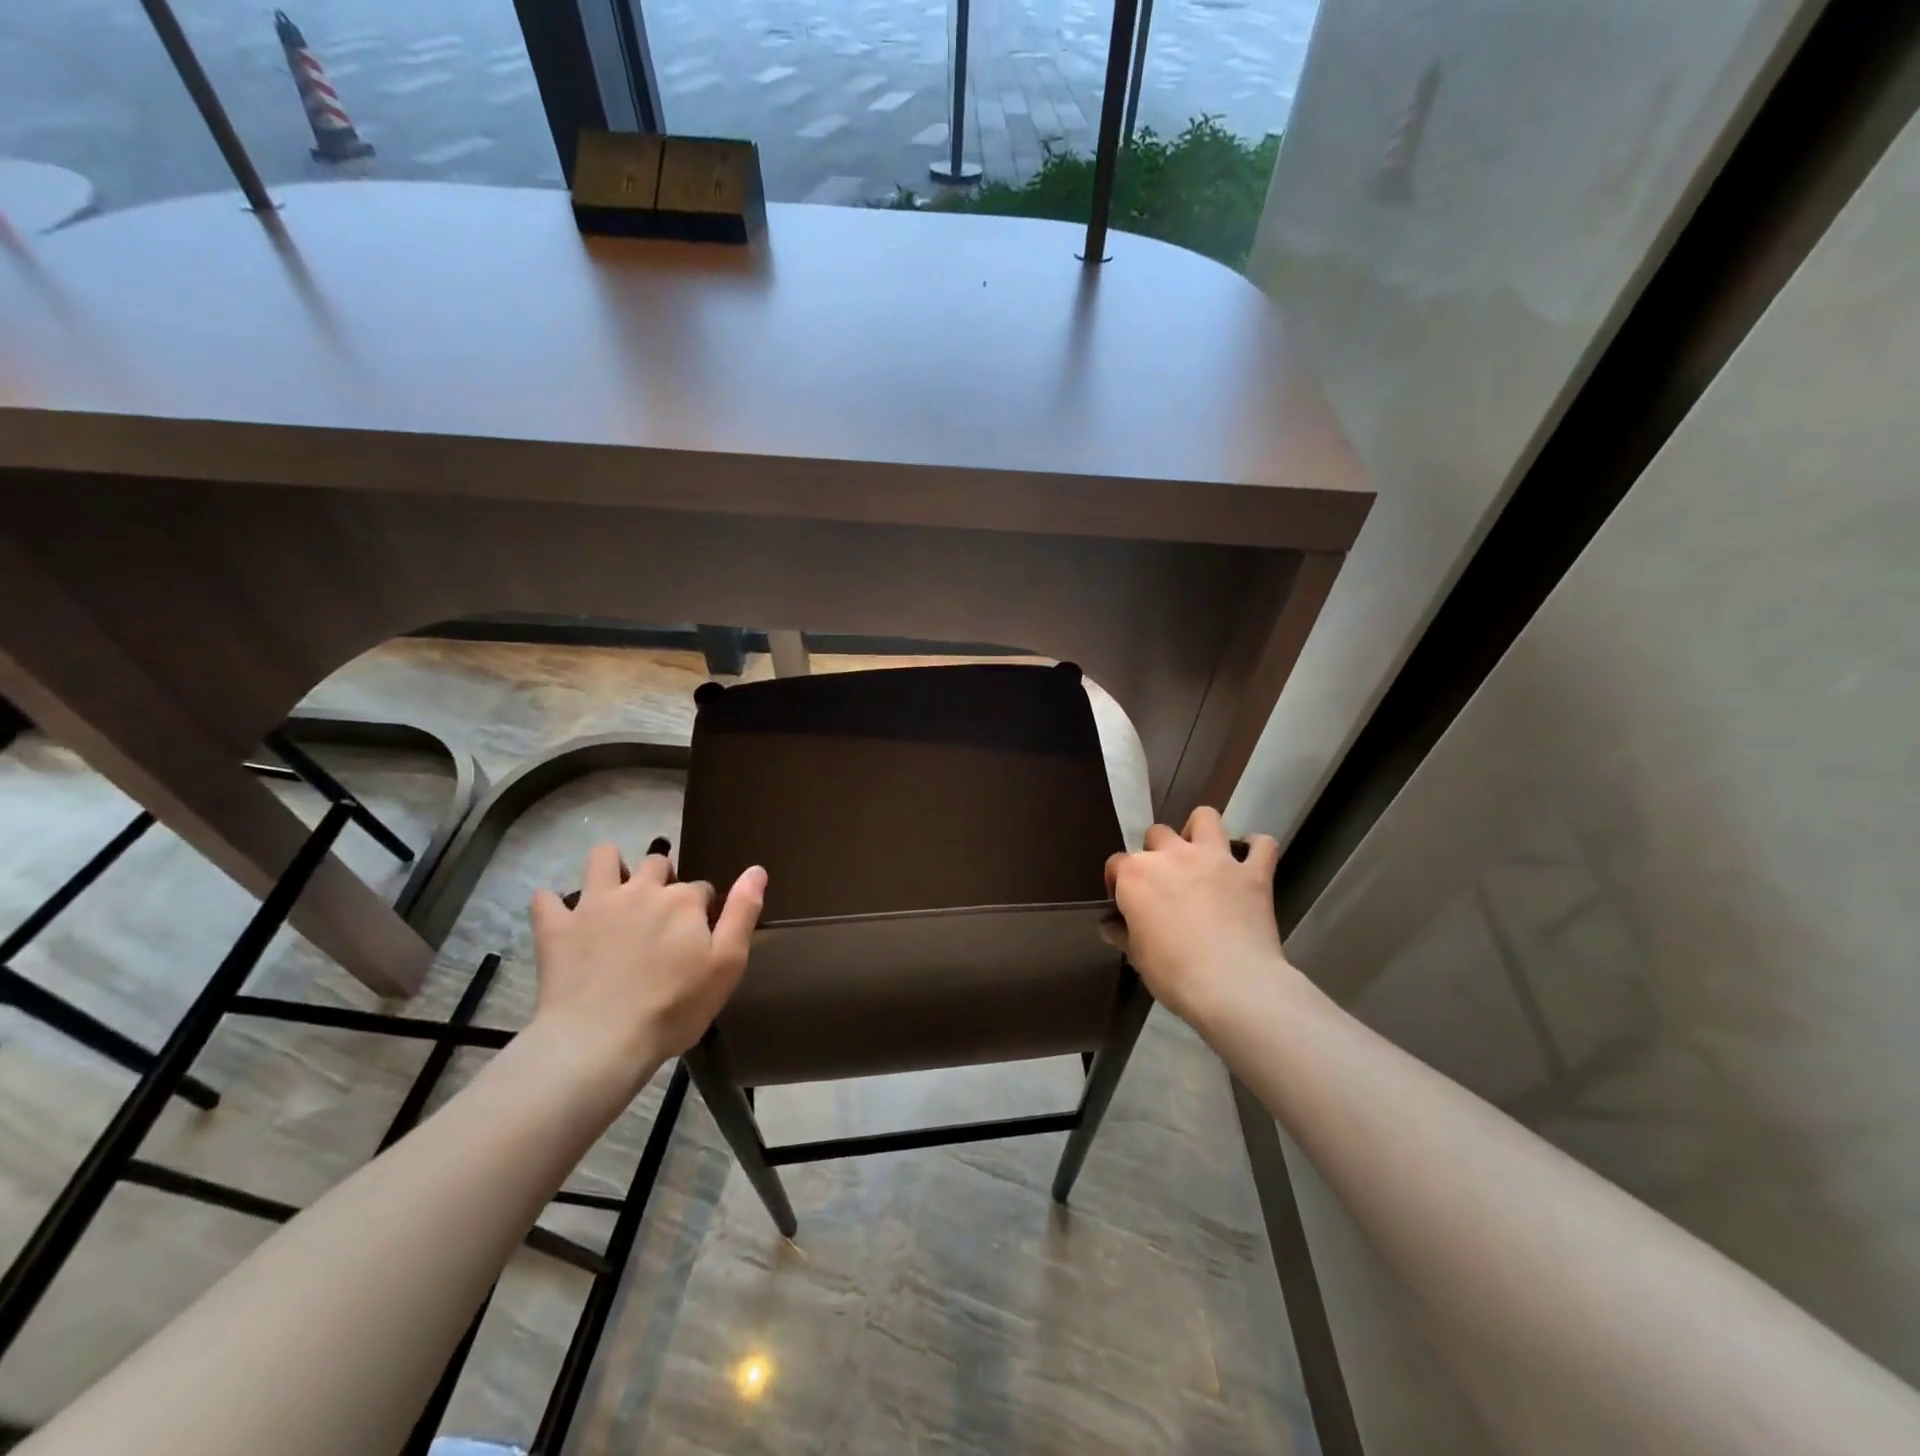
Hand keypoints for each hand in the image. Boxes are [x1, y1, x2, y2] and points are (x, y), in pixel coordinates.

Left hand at [529, 844, 765, 1095]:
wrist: (600, 1041)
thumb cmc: (674, 1007)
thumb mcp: (727, 964)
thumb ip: (743, 912)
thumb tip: (757, 869)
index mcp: (682, 900)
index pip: (700, 888)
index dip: (701, 907)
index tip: (698, 933)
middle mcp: (641, 889)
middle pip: (656, 863)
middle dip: (661, 877)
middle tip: (659, 912)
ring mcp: (594, 904)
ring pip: (602, 858)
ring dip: (611, 866)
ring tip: (614, 890)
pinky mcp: (557, 927)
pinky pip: (546, 900)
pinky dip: (553, 904)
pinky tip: (561, 916)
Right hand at [1104, 807, 1287, 1031]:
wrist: (1232, 985)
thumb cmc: (1173, 973)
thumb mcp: (1137, 957)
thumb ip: (1123, 934)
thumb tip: (1112, 927)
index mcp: (1136, 875)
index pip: (1116, 864)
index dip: (1117, 883)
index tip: (1126, 906)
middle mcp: (1172, 855)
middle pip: (1157, 834)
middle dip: (1157, 852)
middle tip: (1165, 882)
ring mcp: (1215, 859)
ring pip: (1205, 817)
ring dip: (1200, 831)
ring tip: (1201, 854)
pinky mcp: (1252, 873)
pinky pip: (1262, 845)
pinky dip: (1256, 848)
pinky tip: (1251, 859)